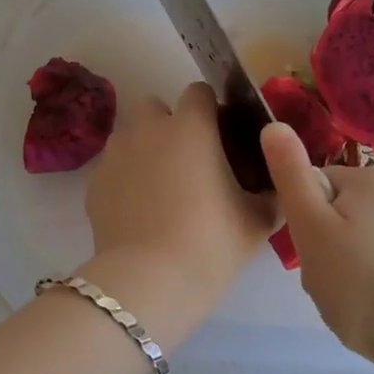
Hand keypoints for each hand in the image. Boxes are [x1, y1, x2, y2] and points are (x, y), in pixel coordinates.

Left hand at [84, 83, 274, 289]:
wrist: (149, 282)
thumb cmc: (210, 243)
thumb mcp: (258, 221)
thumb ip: (272, 193)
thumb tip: (278, 186)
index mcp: (190, 127)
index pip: (200, 92)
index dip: (212, 110)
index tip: (223, 138)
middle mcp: (149, 129)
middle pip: (157, 107)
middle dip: (171, 125)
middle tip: (191, 163)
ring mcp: (116, 154)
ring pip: (131, 136)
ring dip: (145, 150)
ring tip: (161, 190)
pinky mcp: (94, 182)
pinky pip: (114, 168)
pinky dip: (125, 180)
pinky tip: (139, 213)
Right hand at [260, 122, 373, 372]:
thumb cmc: (364, 283)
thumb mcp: (312, 227)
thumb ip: (290, 174)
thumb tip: (274, 124)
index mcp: (367, 179)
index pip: (312, 186)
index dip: (301, 221)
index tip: (309, 252)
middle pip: (333, 213)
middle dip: (321, 246)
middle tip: (325, 280)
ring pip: (353, 241)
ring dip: (341, 268)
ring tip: (348, 300)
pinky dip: (367, 282)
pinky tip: (371, 308)